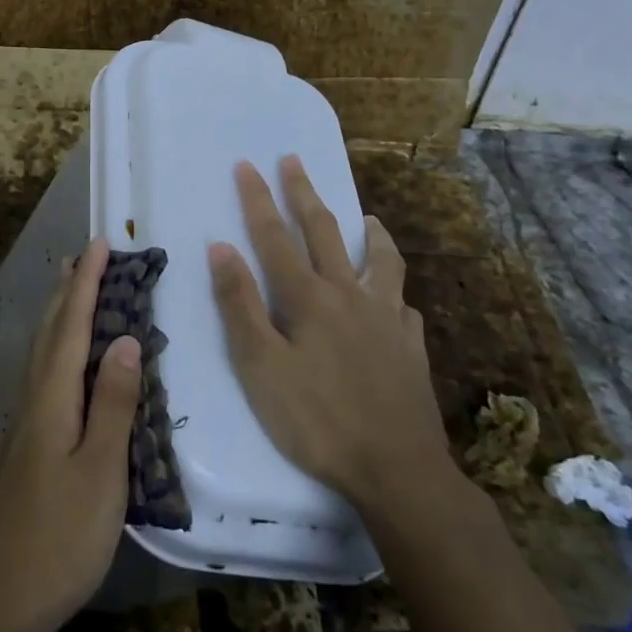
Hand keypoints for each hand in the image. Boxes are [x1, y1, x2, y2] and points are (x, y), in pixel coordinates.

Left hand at [0, 238, 140, 631]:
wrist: (1, 599)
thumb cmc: (60, 537)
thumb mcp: (101, 471)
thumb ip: (112, 403)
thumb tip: (125, 338)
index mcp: (52, 398)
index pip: (72, 325)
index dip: (87, 283)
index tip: (101, 244)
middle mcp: (33, 399)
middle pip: (50, 331)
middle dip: (68, 289)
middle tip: (84, 256)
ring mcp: (26, 423)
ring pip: (42, 351)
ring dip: (59, 314)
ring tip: (72, 291)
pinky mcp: (27, 445)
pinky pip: (43, 374)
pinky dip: (57, 347)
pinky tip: (63, 363)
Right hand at [208, 156, 451, 502]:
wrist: (397, 470)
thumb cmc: (317, 420)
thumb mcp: (261, 367)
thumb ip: (240, 305)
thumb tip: (221, 247)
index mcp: (309, 298)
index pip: (275, 237)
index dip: (258, 199)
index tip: (247, 164)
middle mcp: (349, 295)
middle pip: (324, 232)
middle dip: (304, 194)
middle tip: (293, 160)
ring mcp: (387, 319)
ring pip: (379, 261)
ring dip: (368, 233)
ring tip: (367, 218)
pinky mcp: (411, 346)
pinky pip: (403, 305)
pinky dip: (393, 291)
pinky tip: (394, 299)